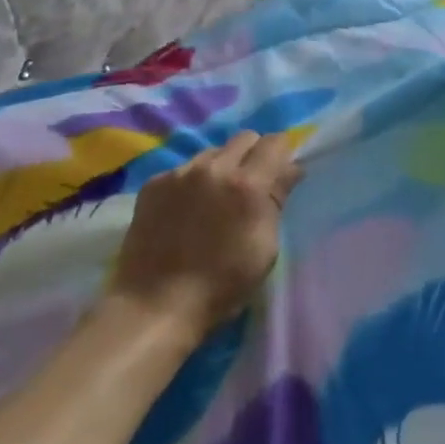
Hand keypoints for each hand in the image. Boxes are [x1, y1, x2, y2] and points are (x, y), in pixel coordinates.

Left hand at [109, 131, 301, 342]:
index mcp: (247, 185)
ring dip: (221, 168)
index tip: (281, 172)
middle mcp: (213, 167)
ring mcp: (179, 172)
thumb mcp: (264, 248)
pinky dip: (191, 183)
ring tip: (214, 200)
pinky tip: (186, 211)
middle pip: (244, 138)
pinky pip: (183, 170)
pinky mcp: (154, 183)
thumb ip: (277, 200)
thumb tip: (290, 169)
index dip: (282, 154)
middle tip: (251, 186)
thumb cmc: (221, 286)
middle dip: (254, 155)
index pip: (275, 142)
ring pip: (212, 153)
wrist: (155, 305)